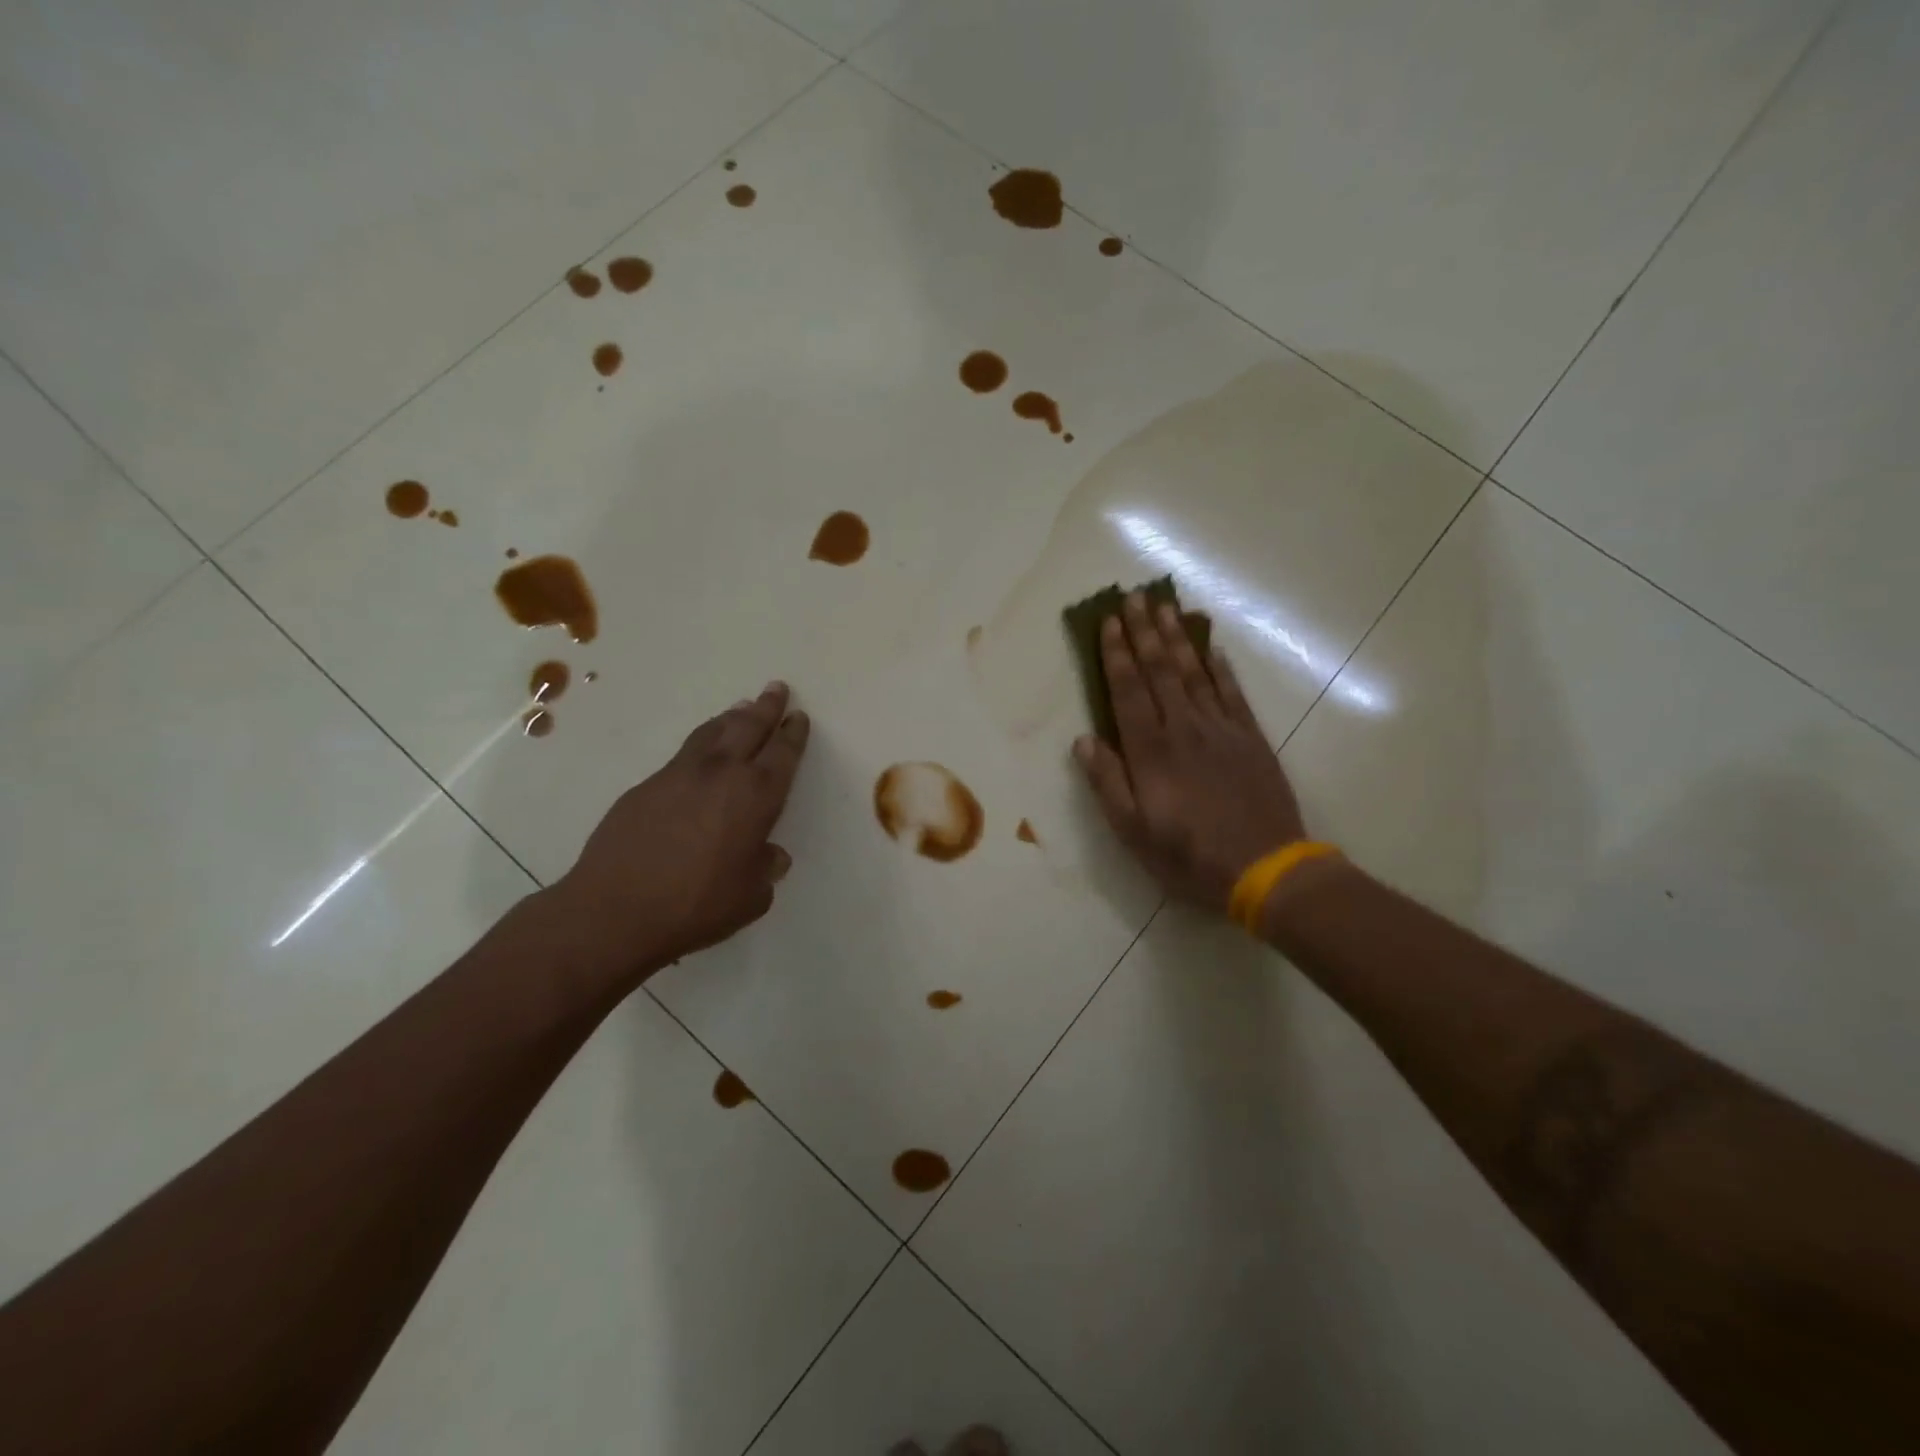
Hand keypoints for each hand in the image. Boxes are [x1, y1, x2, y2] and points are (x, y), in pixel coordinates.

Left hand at [544, 681, 809, 989]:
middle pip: (749, 728)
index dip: (793, 734)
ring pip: (712, 732)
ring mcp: (680, 774)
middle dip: (766, 708)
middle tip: (776, 689)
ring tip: (741, 707)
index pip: (783, 754)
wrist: (615, 909)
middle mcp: (722, 774)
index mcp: (756, 796)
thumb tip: (772, 856)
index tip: (798, 717)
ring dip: (732, 717)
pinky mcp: (647, 785)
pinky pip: (684, 752)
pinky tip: (701, 749)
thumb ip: (766, 870)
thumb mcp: (750, 896)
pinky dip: (701, 741)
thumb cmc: (697, 905)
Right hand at [1074, 594, 1305, 913]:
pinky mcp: (1250, 738)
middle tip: (1135, 596)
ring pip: (1195, 673)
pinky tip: (1211, 649)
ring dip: (1178, 638)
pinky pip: (1232, 693)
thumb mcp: (1133, 831)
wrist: (1265, 869)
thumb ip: (1108, 782)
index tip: (1108, 621)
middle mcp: (1184, 728)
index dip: (1116, 654)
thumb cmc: (1188, 855)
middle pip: (1160, 670)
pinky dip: (1220, 667)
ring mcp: (1221, 729)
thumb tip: (1085, 739)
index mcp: (1151, 750)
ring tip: (1166, 607)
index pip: (1128, 690)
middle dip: (1145, 631)